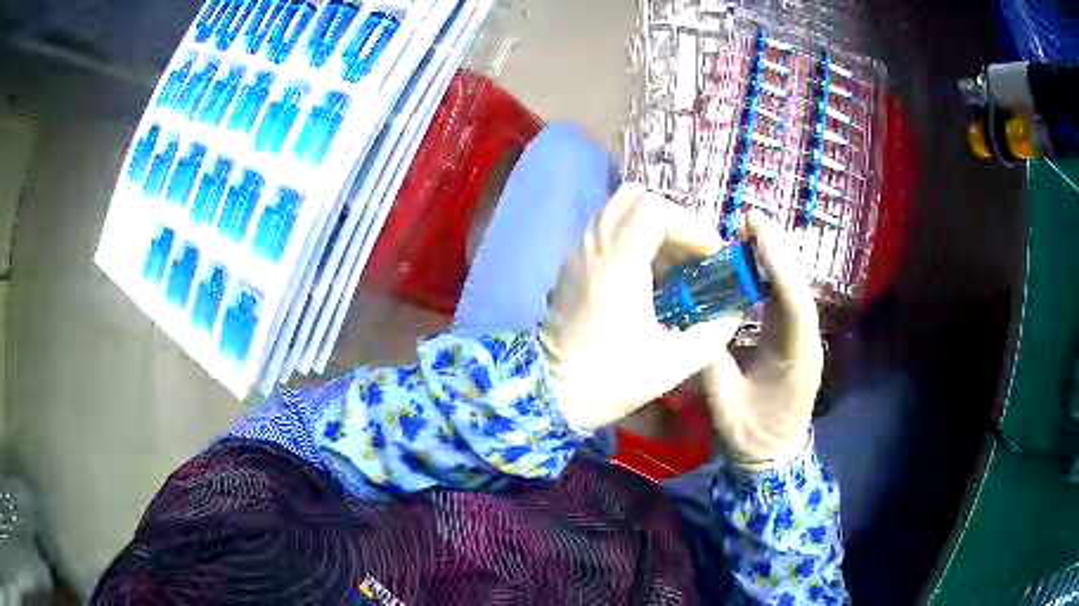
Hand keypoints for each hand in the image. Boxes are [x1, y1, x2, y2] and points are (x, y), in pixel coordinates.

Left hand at [541, 184, 742, 430]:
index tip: (711, 257)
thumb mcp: (672, 363)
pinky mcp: (571, 268)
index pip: (655, 209)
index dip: (691, 227)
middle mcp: (593, 247)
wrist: (548, 397)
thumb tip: (734, 313)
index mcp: (617, 263)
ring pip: (617, 212)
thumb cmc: (609, 380)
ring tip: (675, 267)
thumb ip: (713, 333)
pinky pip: (605, 232)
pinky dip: (632, 240)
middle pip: (634, 199)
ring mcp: (577, 254)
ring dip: (653, 229)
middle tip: (694, 255)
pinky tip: (648, 278)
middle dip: (673, 220)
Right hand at [703, 212, 823, 469]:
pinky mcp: (789, 341)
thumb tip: (693, 324)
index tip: (758, 232)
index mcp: (798, 360)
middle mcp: (805, 343)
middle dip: (776, 253)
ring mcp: (800, 341)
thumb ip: (712, 366)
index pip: (795, 305)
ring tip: (747, 232)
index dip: (779, 266)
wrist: (772, 459)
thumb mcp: (726, 407)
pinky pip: (781, 302)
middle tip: (749, 220)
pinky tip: (749, 265)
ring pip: (791, 292)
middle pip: (796, 290)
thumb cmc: (752, 438)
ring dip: (772, 261)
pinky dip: (767, 279)